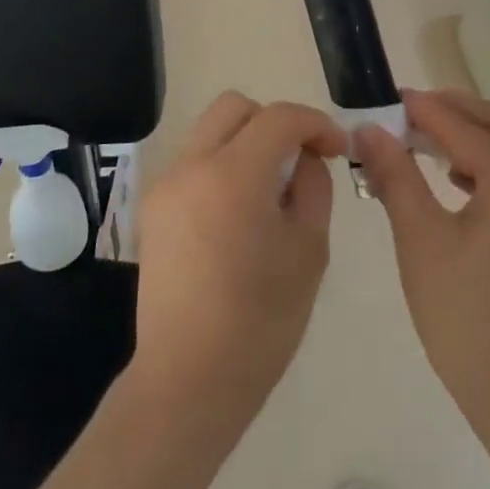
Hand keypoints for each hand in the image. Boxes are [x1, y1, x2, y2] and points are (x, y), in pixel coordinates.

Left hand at [130, 93, 345, 431]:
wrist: (188, 380)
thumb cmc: (261, 321)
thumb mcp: (309, 250)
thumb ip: (313, 187)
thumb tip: (306, 158)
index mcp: (233, 175)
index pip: (279, 118)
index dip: (315, 123)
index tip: (337, 150)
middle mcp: (191, 166)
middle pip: (235, 107)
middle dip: (275, 122)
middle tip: (300, 160)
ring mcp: (165, 185)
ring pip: (211, 131)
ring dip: (247, 142)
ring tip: (271, 189)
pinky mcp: (152, 208)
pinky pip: (194, 162)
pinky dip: (223, 165)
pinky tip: (239, 212)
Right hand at [356, 89, 489, 440]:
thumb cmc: (466, 316)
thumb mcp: (420, 239)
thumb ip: (396, 176)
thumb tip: (370, 130)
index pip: (463, 126)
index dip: (424, 110)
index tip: (389, 99)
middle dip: (456, 111)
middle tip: (412, 112)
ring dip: (476, 134)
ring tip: (430, 141)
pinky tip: (461, 181)